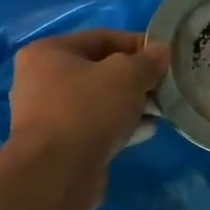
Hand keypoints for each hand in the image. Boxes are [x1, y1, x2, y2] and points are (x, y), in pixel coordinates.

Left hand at [6, 29, 168, 209]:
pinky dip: (121, 125)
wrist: (57, 172)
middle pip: (101, 70)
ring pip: (101, 101)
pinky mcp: (61, 144)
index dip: (138, 44)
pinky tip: (147, 130)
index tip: (166, 57)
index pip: (102, 38)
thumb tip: (161, 52)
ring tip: (161, 111)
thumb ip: (147, 61)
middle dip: (136, 78)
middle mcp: (43, 79)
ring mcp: (50, 114)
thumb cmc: (88, 110)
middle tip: (165, 87)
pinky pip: (97, 126)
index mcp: (49, 52)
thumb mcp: (126, 76)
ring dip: (132, 104)